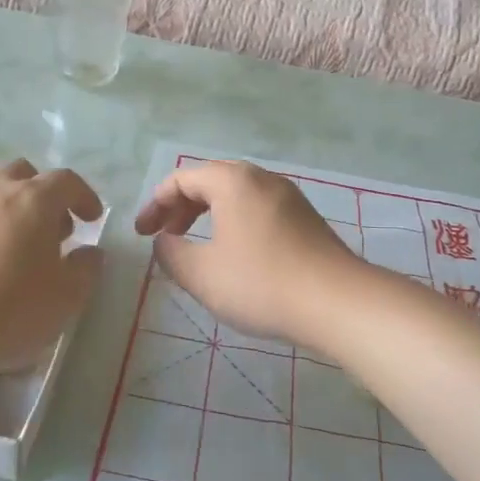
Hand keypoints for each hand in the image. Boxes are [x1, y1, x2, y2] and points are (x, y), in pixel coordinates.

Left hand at [0, 160, 103, 381]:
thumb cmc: (10, 310)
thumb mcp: (67, 297)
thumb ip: (86, 268)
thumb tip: (89, 252)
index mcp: (33, 200)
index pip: (66, 181)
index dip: (83, 196)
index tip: (91, 218)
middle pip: (22, 172)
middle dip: (42, 194)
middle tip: (49, 229)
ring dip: (3, 198)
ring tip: (9, 232)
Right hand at [134, 161, 361, 348]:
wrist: (337, 302)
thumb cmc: (261, 283)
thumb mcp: (202, 274)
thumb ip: (171, 253)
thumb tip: (163, 241)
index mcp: (232, 181)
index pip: (181, 179)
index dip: (155, 204)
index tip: (142, 234)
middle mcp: (261, 178)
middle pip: (210, 181)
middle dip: (180, 208)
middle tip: (164, 237)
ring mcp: (288, 196)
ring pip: (236, 196)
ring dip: (208, 216)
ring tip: (195, 248)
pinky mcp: (305, 218)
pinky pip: (257, 210)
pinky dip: (234, 223)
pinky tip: (234, 256)